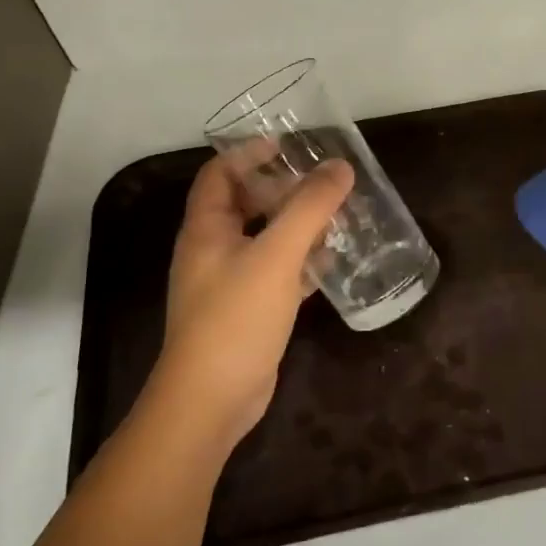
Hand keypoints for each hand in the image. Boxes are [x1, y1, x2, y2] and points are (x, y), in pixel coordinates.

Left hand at [147, 154, 353, 456]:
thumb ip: (309, 208)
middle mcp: (213, 251)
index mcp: (206, 229)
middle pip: (244, 204)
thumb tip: (340, 167)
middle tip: (321, 180)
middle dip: (281, 188)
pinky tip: (332, 260)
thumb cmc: (236, 318)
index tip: (286, 144)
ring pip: (264, 239)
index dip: (247, 153)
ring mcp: (230, 283)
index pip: (219, 175)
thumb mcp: (276, 255)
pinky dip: (301, 260)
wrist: (212, 400)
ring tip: (335, 213)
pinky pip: (277, 272)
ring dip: (296, 224)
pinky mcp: (249, 311)